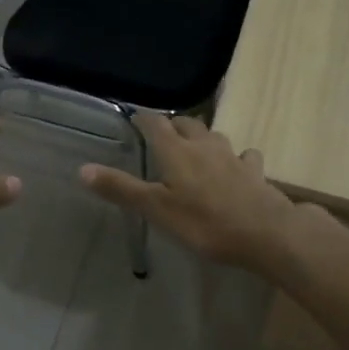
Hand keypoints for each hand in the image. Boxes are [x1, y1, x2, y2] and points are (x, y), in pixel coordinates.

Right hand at [79, 114, 299, 273]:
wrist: (266, 232)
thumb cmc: (204, 222)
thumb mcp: (156, 209)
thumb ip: (121, 189)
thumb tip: (83, 168)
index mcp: (176, 151)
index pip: (156, 123)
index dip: (144, 118)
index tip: (134, 117)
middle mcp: (204, 145)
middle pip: (187, 123)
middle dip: (173, 124)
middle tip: (163, 133)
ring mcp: (233, 156)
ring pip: (215, 136)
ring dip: (203, 137)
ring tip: (196, 147)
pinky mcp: (255, 172)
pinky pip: (245, 156)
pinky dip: (237, 158)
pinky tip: (238, 167)